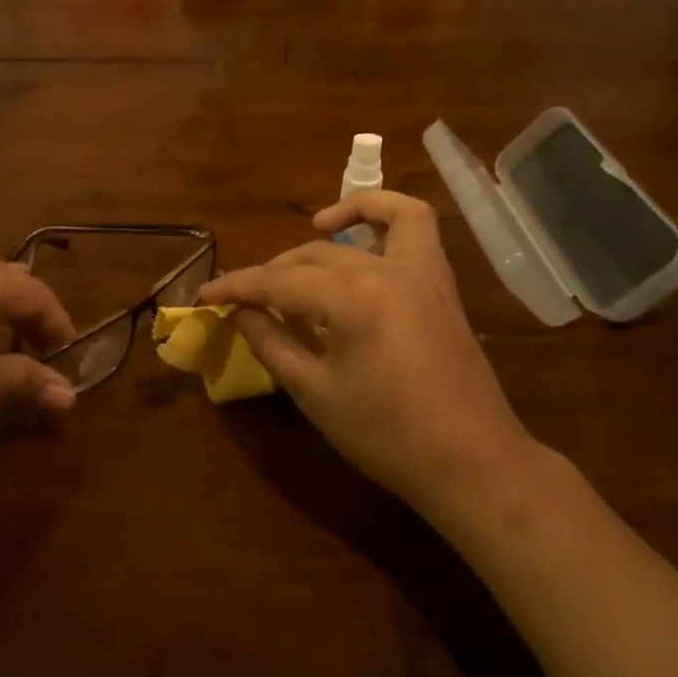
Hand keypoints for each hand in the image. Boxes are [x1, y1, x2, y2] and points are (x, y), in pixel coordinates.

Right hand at [199, 191, 536, 517]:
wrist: (471, 462)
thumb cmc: (386, 436)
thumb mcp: (315, 394)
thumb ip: (272, 343)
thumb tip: (242, 313)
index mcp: (352, 300)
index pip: (278, 282)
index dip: (237, 287)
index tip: (206, 295)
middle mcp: (386, 270)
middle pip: (312, 258)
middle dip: (271, 275)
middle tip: (245, 301)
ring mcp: (420, 271)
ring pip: (362, 230)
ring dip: (326, 232)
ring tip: (302, 247)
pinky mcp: (439, 282)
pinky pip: (414, 226)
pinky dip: (384, 215)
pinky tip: (359, 235)